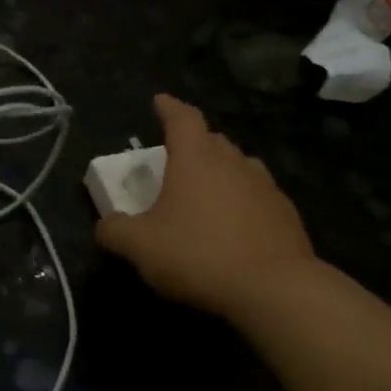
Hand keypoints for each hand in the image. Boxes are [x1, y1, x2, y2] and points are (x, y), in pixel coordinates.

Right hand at [95, 95, 315, 322]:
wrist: (274, 289)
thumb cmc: (199, 255)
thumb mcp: (140, 247)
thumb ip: (115, 231)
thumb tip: (105, 224)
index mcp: (196, 160)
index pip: (182, 118)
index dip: (169, 107)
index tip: (160, 101)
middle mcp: (233, 164)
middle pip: (213, 140)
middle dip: (193, 143)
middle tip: (176, 157)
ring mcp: (265, 187)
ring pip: (239, 166)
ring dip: (220, 171)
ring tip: (205, 191)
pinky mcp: (285, 215)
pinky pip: (257, 196)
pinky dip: (241, 201)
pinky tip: (233, 225)